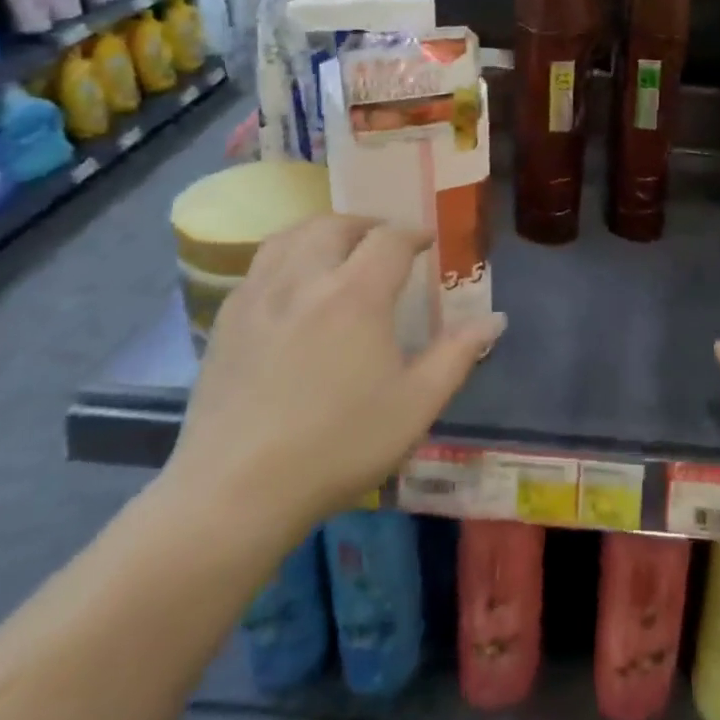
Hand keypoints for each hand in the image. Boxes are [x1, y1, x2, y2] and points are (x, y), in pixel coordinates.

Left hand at [166, 214, 500, 545]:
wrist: (234, 494)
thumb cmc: (338, 446)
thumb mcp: (416, 405)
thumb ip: (457, 355)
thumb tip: (494, 320)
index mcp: (356, 294)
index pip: (390, 239)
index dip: (414, 234)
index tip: (428, 242)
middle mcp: (304, 280)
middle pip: (335, 225)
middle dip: (367, 226)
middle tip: (385, 243)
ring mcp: (257, 298)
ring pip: (290, 237)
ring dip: (322, 232)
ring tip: (338, 250)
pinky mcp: (225, 323)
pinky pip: (258, 266)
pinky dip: (285, 257)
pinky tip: (293, 287)